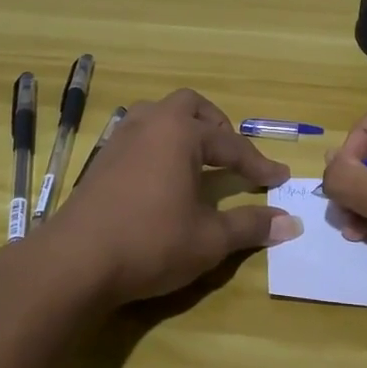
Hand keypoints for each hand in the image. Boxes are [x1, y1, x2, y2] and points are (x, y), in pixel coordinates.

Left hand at [46, 89, 301, 305]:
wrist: (75, 261)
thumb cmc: (150, 243)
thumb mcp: (209, 239)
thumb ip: (250, 225)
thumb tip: (291, 223)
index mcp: (180, 133)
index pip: (231, 144)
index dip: (258, 164)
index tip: (280, 178)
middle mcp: (150, 125)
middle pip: (189, 106)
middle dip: (216, 126)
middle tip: (231, 154)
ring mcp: (120, 139)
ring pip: (157, 115)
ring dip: (183, 129)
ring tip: (197, 159)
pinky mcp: (101, 160)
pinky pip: (138, 135)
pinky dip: (159, 145)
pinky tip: (161, 176)